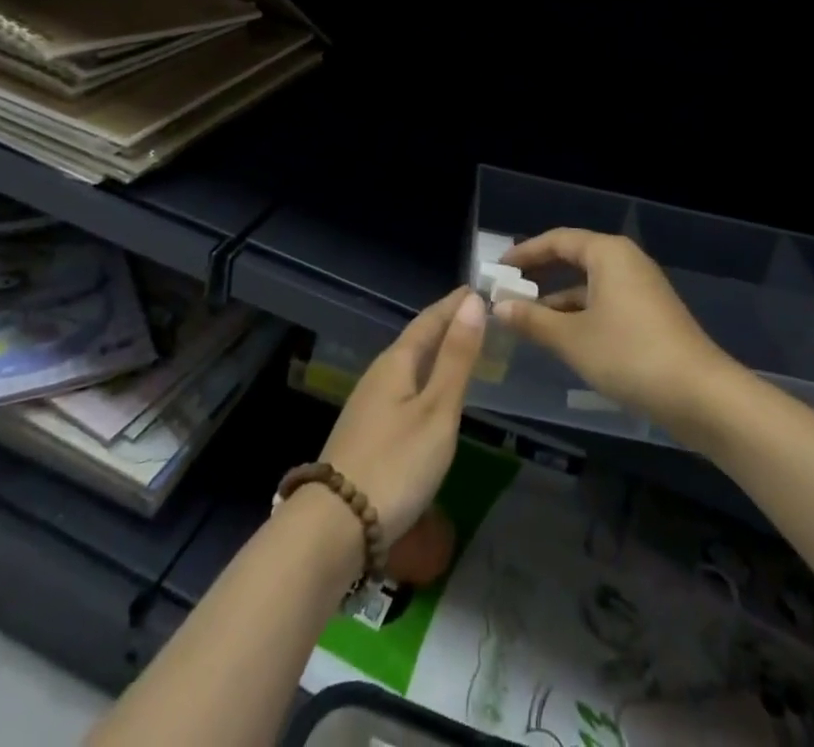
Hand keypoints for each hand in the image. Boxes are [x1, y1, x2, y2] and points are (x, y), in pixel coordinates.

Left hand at [319, 287, 485, 540]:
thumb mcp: (437, 411)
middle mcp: (378, 375)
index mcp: (396, 362)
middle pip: (416, 340)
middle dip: (445, 326)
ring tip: (460, 350)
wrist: (335, 525)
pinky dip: (424, 380)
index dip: (454, 305)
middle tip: (476, 315)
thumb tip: (472, 302)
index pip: (429, 320)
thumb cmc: (396, 463)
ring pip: (408, 366)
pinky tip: (432, 396)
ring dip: (435, 353)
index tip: (478, 289)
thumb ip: (456, 358)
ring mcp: (368, 405)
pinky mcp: (366, 433)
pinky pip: (402, 389)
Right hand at [496, 229, 737, 436]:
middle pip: (574, 258)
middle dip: (540, 274)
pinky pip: (604, 302)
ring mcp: (641, 288)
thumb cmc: (630, 355)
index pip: (557, 240)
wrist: (701, 395)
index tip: (497, 269)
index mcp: (608, 253)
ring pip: (589, 284)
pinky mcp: (650, 315)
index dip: (525, 253)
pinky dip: (580, 313)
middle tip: (507, 290)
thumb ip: (533, 320)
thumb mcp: (572, 339)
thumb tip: (499, 307)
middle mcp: (625, 262)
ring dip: (558, 299)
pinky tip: (561, 337)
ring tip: (526, 318)